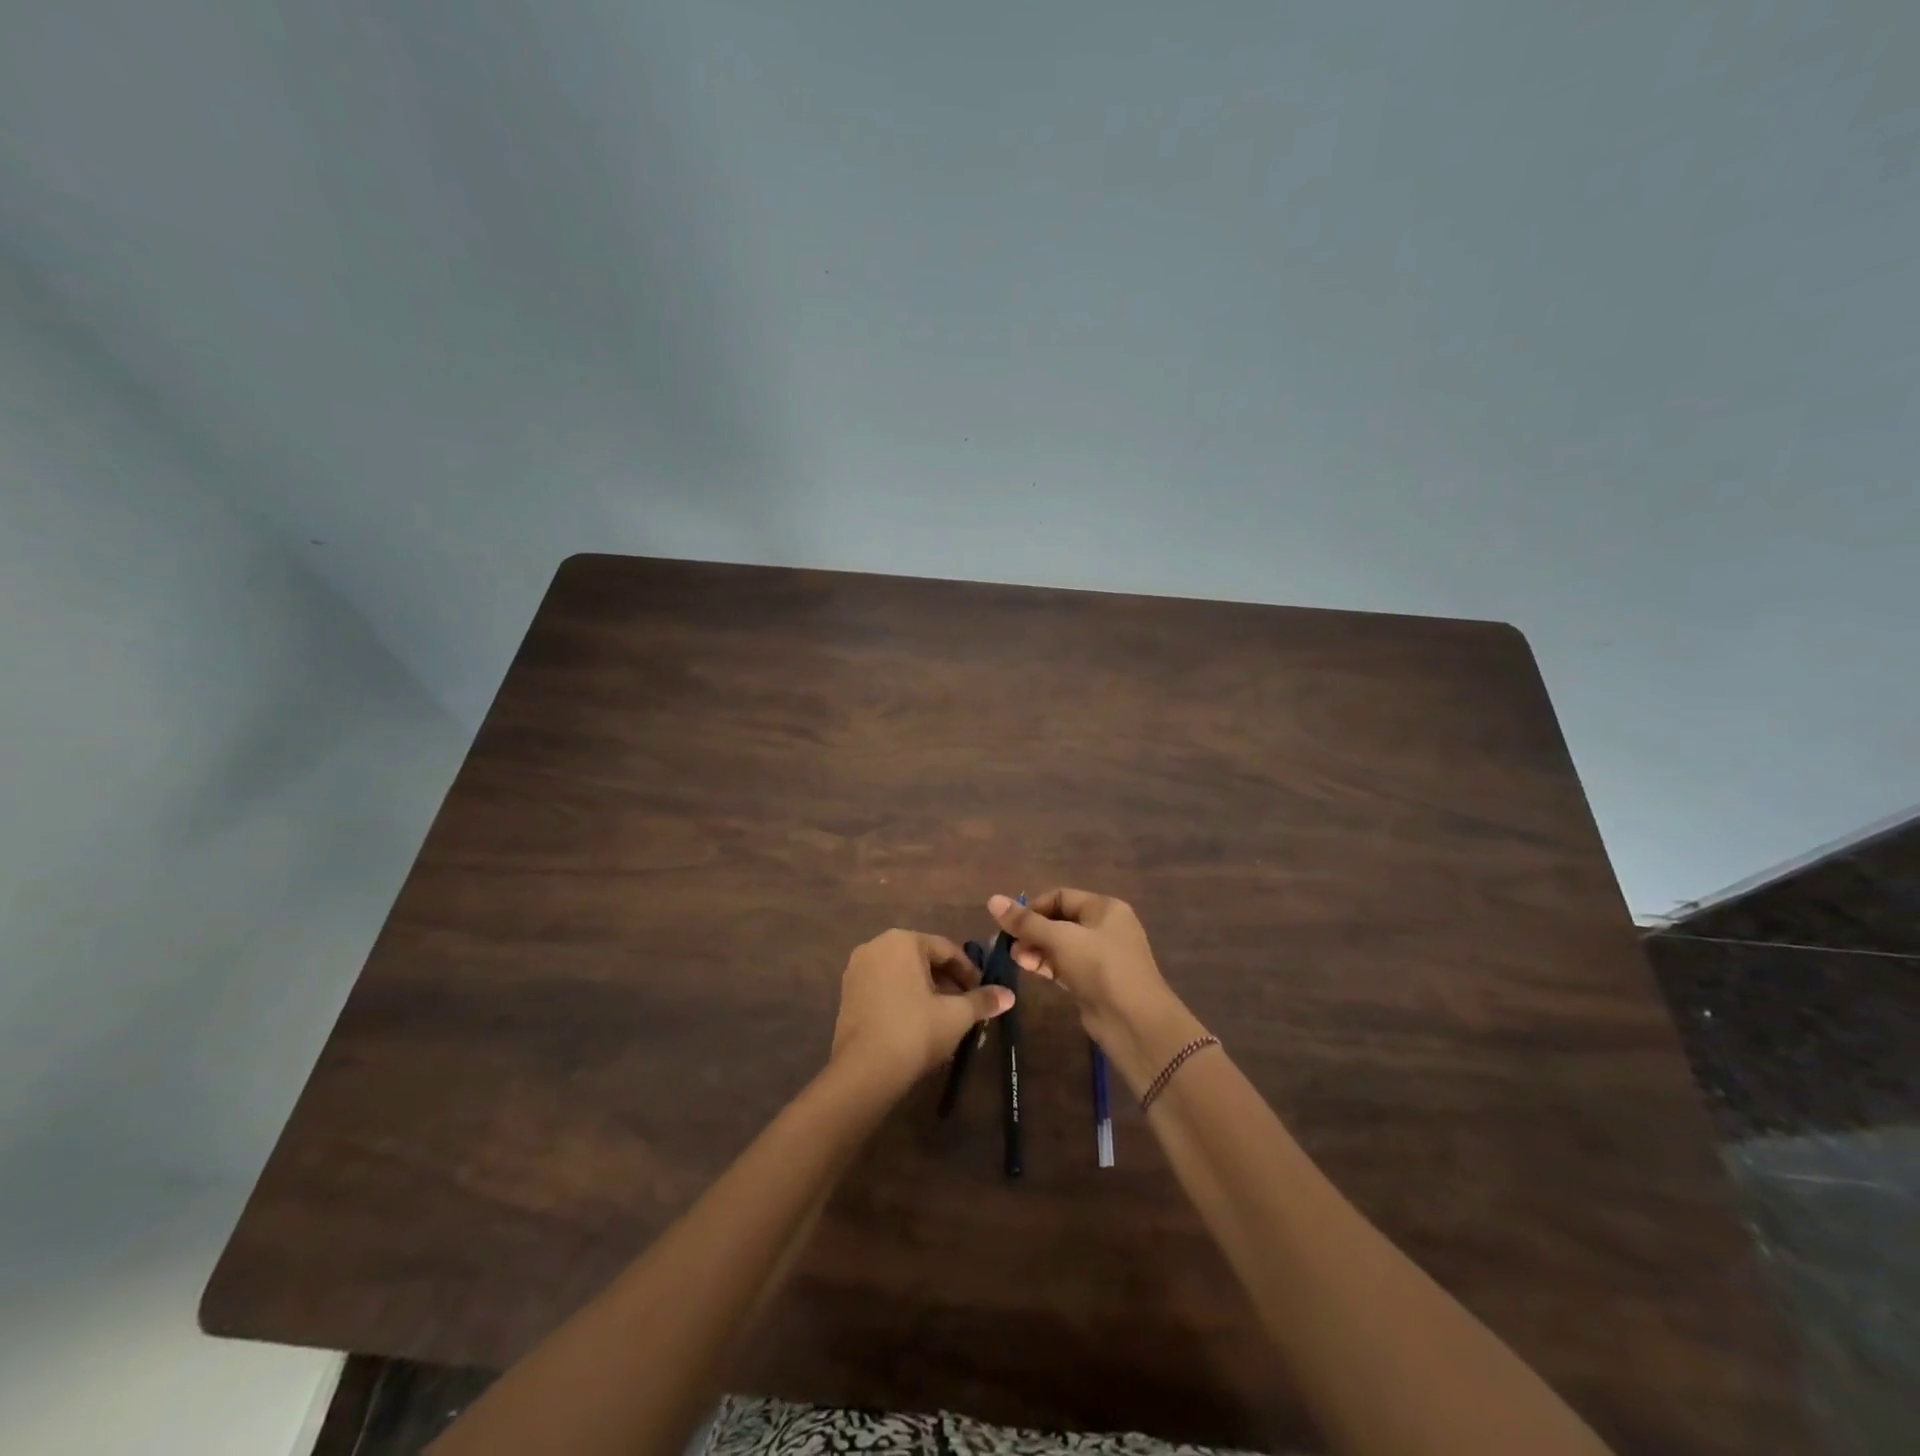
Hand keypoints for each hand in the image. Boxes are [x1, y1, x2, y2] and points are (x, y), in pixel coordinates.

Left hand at [830, 929, 1013, 1094]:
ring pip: (903, 973)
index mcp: (903, 940)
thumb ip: (982, 1000)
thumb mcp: (956, 1015)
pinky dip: (903, 997)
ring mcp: (857, 969)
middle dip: (947, 980)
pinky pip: (884, 986)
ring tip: (944, 1016)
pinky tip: (917, 1022)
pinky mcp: (847, 993)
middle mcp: (876, 945)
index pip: (947, 949)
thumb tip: (1009, 995)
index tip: (983, 992)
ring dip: (926, 990)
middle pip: (923, 958)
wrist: (864, 1070)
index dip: (970, 971)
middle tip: (966, 1005)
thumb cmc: (915, 1030)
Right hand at [987, 889, 1204, 1093]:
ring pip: (1060, 945)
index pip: (1060, 896)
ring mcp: (1100, 956)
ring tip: (1015, 959)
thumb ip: (1026, 922)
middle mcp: (1104, 927)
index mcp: (1104, 907)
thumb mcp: (1061, 940)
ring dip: (1036, 949)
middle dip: (1032, 931)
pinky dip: (1046, 965)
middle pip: (1059, 920)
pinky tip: (1028, 969)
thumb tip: (992, 900)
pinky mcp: (1094, 981)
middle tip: (1009, 946)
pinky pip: (1065, 965)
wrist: (1135, 1022)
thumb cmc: (1100, 968)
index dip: (1033, 907)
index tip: (1011, 924)